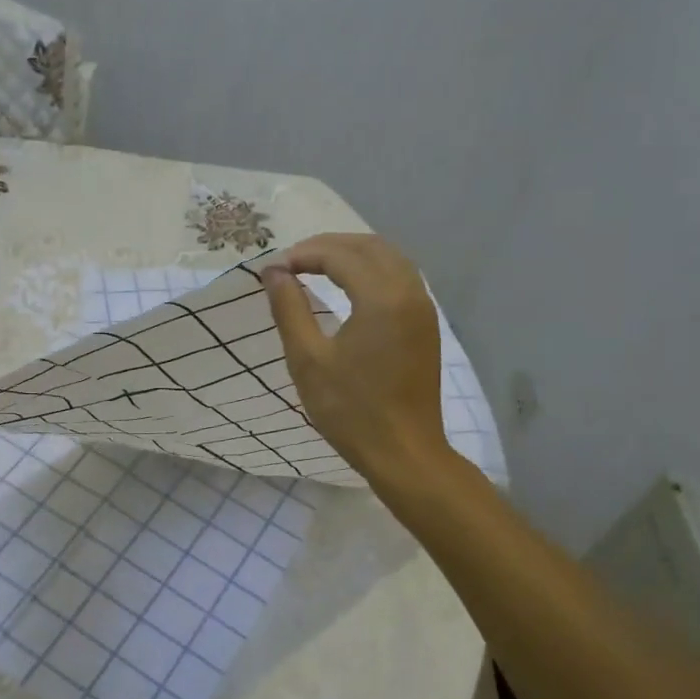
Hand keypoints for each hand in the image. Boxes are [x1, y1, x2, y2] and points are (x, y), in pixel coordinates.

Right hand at [261, 233, 452, 486]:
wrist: (404, 452)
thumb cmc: (351, 410)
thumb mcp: (308, 360)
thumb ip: (289, 309)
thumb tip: (273, 272)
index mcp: (382, 298)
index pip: (340, 255)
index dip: (303, 254)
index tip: (273, 270)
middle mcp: (409, 292)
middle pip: (369, 246)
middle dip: (328, 246)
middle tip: (291, 262)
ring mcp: (423, 308)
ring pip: (389, 258)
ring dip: (352, 254)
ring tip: (315, 268)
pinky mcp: (426, 324)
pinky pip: (400, 277)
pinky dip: (372, 270)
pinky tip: (349, 286)